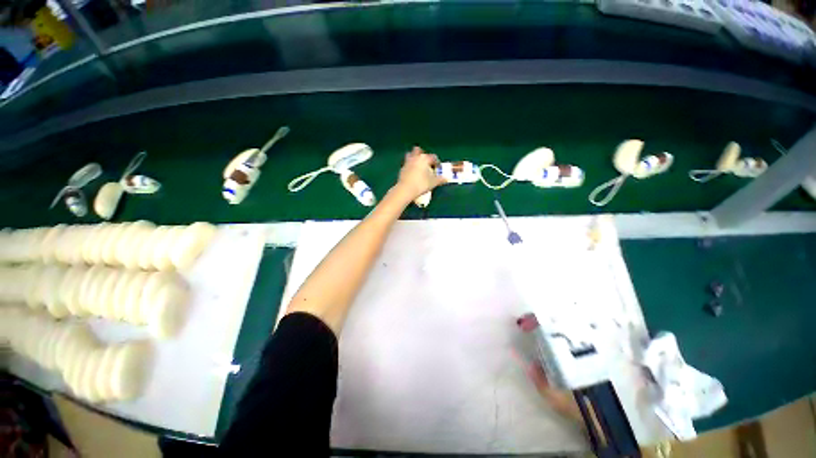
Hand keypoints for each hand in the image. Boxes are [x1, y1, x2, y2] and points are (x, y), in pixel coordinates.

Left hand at [393, 146, 446, 201]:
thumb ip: (440, 179)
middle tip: (426, 163)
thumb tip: (447, 178)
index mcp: (424, 158)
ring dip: (414, 158)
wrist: (406, 189)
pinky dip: (410, 166)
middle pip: (418, 150)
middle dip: (422, 154)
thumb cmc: (421, 184)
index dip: (437, 162)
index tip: (437, 168)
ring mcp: (407, 162)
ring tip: (418, 166)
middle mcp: (415, 157)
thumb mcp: (433, 182)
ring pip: (410, 155)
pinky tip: (412, 173)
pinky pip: (407, 164)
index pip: (433, 157)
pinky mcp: (402, 168)